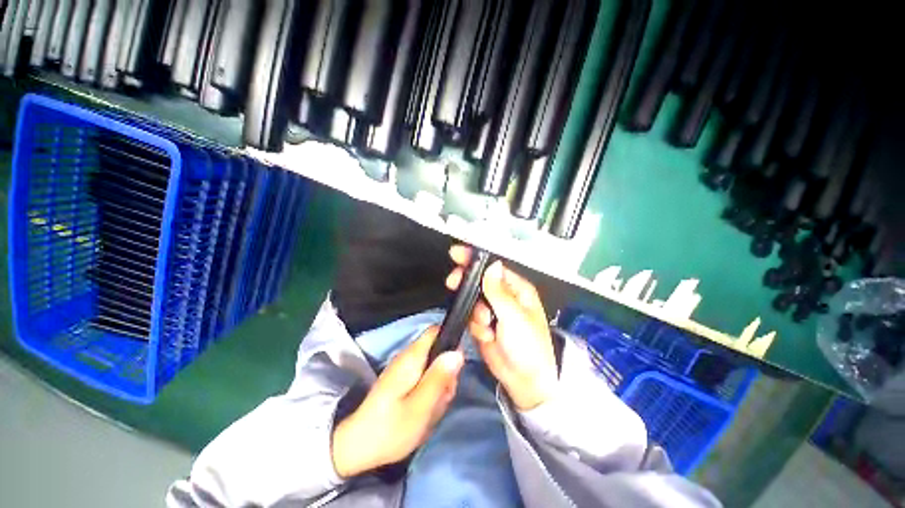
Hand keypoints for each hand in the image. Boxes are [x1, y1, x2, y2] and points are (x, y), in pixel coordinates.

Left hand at [331, 326, 463, 477]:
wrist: (357, 447)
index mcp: (412, 357)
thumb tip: (457, 352)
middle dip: (446, 372)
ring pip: (433, 366)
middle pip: (438, 350)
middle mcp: (408, 357)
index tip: (457, 367)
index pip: (436, 331)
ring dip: (440, 385)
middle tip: (444, 396)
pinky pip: (425, 377)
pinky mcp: (403, 380)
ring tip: (434, 408)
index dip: (451, 340)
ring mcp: (404, 368)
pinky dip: (431, 392)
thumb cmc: (390, 429)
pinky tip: (426, 410)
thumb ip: (439, 378)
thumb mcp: (420, 408)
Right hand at [446, 245, 557, 410]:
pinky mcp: (483, 325)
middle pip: (479, 281)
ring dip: (475, 313)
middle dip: (467, 285)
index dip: (476, 260)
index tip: (458, 254)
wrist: (524, 381)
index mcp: (517, 289)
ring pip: (472, 300)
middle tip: (454, 283)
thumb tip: (492, 266)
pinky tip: (487, 336)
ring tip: (486, 325)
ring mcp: (492, 311)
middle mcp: (504, 297)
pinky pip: (470, 317)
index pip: (494, 268)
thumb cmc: (529, 347)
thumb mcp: (514, 316)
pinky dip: (475, 326)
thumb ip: (498, 291)